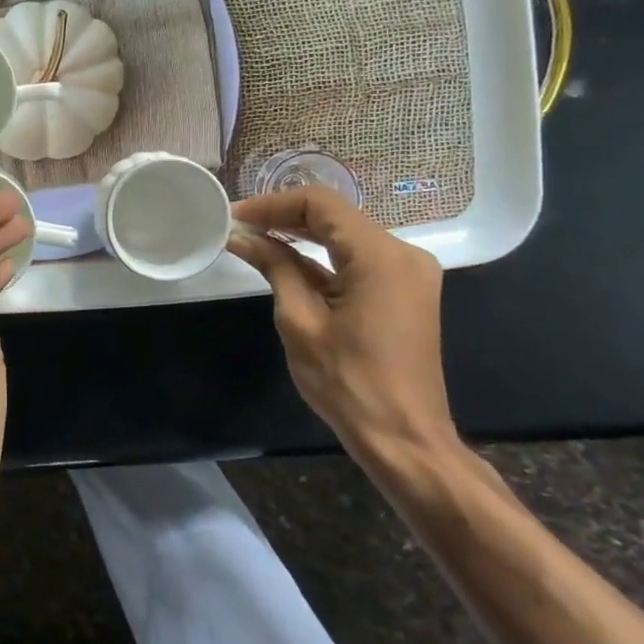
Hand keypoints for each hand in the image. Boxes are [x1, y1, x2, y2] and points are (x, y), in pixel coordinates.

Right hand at [228, 185, 455, 460]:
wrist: (404, 439)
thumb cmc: (348, 382)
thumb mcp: (299, 320)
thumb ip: (274, 267)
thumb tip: (241, 236)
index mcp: (381, 256)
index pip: (320, 204)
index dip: (272, 204)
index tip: (235, 217)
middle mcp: (403, 253)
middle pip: (335, 215)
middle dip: (283, 217)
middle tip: (238, 227)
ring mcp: (408, 272)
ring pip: (345, 234)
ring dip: (300, 234)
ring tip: (253, 240)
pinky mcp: (404, 290)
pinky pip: (357, 257)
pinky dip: (321, 255)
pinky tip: (285, 260)